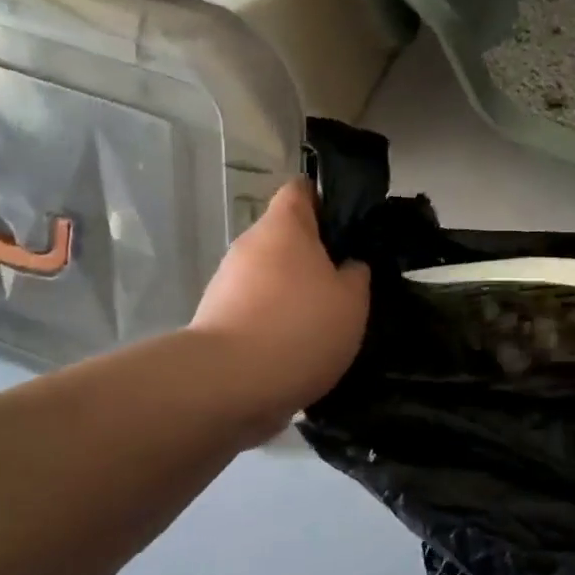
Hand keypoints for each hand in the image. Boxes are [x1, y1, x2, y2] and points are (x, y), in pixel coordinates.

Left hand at [191, 180, 369, 429]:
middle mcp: (249, 246)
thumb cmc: (301, 327)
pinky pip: (257, 310)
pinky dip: (277, 324)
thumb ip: (356, 275)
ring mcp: (227, 283)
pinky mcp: (217, 321)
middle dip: (316, 258)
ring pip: (272, 277)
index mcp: (284, 227)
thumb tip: (348, 267)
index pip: (301, 190)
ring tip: (326, 324)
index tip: (351, 227)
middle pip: (286, 238)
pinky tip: (300, 350)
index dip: (327, 201)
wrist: (230, 384)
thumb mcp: (353, 300)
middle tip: (349, 285)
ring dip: (296, 294)